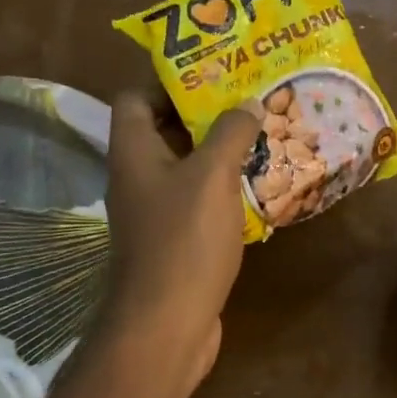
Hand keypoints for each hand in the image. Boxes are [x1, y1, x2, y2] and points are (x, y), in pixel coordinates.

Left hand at [98, 93, 262, 396]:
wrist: (167, 324)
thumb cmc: (184, 240)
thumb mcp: (212, 176)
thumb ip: (230, 132)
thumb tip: (248, 102)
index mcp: (133, 152)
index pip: (135, 98)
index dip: (168, 81)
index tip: (213, 74)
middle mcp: (137, 177)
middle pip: (165, 131)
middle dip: (206, 114)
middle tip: (250, 100)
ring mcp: (155, 213)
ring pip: (186, 168)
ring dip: (220, 153)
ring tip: (263, 134)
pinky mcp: (175, 241)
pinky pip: (198, 202)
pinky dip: (224, 190)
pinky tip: (260, 184)